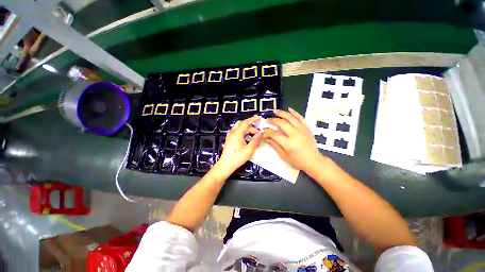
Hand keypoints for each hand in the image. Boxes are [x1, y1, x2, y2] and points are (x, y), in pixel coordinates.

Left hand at [217, 116, 262, 173]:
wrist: (226, 164)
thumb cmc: (237, 158)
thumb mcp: (249, 150)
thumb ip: (255, 140)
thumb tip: (260, 133)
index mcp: (237, 133)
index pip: (245, 123)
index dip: (253, 119)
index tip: (259, 118)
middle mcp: (233, 132)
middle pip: (242, 124)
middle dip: (251, 125)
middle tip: (258, 130)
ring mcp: (230, 135)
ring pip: (239, 127)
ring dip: (247, 128)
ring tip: (254, 134)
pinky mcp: (229, 138)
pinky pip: (237, 131)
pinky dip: (243, 131)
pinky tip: (247, 137)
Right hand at [264, 108, 325, 171]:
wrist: (313, 161)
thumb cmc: (297, 161)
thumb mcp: (284, 155)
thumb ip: (275, 145)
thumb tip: (266, 138)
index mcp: (288, 143)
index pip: (275, 134)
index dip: (268, 131)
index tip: (263, 129)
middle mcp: (295, 134)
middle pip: (282, 124)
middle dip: (273, 120)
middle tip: (267, 120)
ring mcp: (302, 130)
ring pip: (291, 118)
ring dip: (282, 113)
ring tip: (275, 111)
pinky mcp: (307, 128)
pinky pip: (301, 118)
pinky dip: (295, 113)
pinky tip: (289, 109)